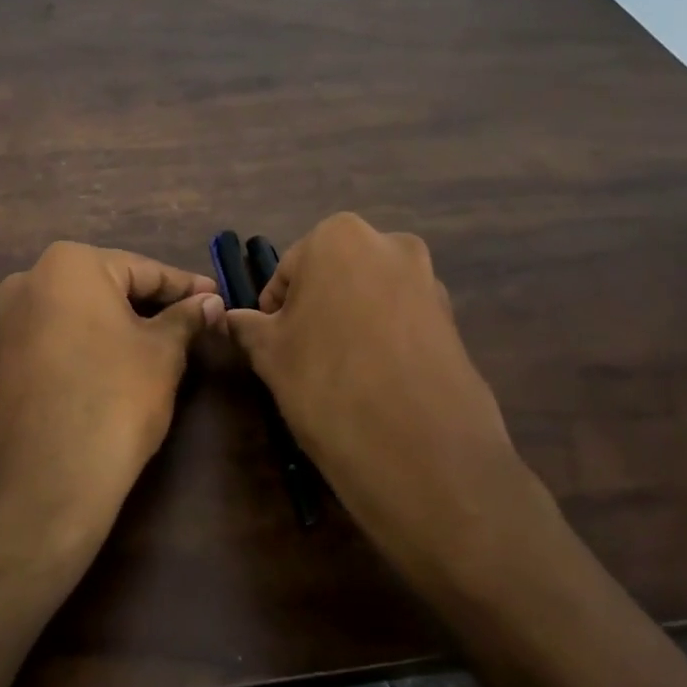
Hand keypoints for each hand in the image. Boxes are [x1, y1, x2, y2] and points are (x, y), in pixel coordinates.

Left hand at [0, 243, 223, 560]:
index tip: (217, 296)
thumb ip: (186, 318)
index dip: (185, 286)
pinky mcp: (6, 357)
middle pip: (109, 286)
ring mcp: (11, 320)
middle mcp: (31, 279)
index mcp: (68, 263)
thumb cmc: (115, 396)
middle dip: (153, 303)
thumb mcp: (163, 352)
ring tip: (168, 340)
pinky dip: (95, 342)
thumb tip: (210, 301)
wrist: (48, 477)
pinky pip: (62, 336)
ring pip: (83, 312)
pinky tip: (125, 360)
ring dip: (124, 323)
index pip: (142, 269)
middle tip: (196, 319)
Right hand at [224, 213, 555, 597]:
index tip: (273, 347)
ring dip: (353, 323)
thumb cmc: (326, 383)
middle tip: (304, 358)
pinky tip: (378, 383)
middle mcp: (390, 244)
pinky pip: (404, 322)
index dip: (275, 311)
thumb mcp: (270, 354)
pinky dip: (387, 341)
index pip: (288, 271)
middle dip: (317, 310)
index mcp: (338, 237)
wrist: (420, 450)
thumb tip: (232, 319)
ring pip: (371, 297)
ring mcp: (430, 281)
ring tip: (343, 375)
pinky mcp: (455, 321)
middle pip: (335, 276)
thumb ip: (248, 327)